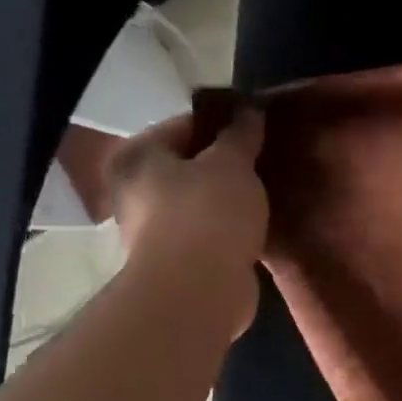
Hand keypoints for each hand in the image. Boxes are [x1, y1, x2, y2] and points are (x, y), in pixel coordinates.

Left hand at [107, 107, 268, 337]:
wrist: (199, 290)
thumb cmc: (209, 213)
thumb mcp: (232, 163)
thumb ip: (241, 134)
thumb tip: (249, 110)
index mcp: (138, 156)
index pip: (184, 125)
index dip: (224, 123)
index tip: (258, 128)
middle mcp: (134, 189)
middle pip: (189, 164)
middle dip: (226, 163)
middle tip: (265, 160)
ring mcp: (153, 229)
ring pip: (200, 200)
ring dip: (229, 197)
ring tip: (267, 191)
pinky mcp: (177, 261)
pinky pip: (209, 231)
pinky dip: (230, 227)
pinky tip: (258, 224)